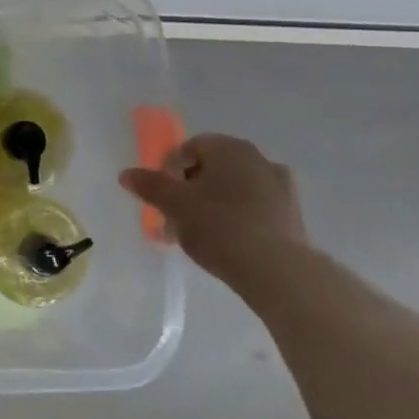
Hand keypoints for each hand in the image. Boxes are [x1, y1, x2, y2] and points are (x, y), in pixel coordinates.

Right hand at [119, 134, 308, 285]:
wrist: (278, 271)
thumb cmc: (219, 226)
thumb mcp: (174, 205)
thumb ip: (149, 186)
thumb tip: (126, 173)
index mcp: (230, 148)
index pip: (189, 148)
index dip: (168, 170)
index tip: (160, 197)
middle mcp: (258, 159)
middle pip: (210, 169)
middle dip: (187, 191)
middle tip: (172, 218)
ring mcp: (280, 187)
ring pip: (231, 190)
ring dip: (209, 206)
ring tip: (193, 236)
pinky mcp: (292, 216)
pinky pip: (252, 209)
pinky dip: (234, 218)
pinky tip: (223, 243)